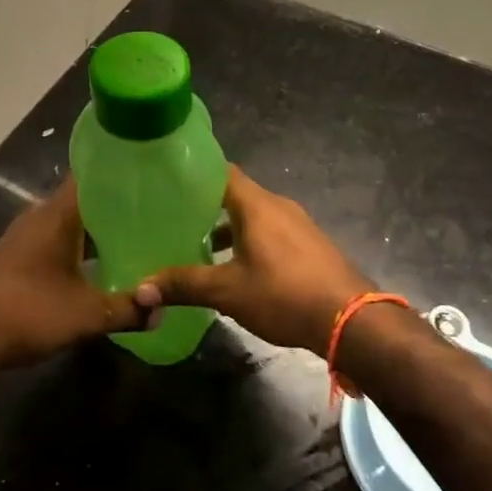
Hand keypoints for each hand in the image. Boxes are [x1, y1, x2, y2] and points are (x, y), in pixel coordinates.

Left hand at [0, 180, 142, 370]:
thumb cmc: (26, 312)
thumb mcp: (85, 315)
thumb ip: (127, 309)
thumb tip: (162, 309)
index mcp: (58, 214)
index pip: (92, 174)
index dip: (122, 171)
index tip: (153, 174)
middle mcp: (41, 215)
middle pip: (86, 198)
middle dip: (120, 204)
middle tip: (158, 210)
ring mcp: (27, 236)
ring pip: (73, 221)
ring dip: (101, 229)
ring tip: (140, 235)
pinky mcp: (20, 256)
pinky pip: (60, 239)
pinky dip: (83, 246)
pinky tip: (103, 264)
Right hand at [132, 165, 372, 356]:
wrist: (351, 319)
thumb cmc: (283, 294)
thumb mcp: (227, 291)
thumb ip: (184, 285)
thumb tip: (140, 290)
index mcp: (256, 204)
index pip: (221, 171)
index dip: (195, 173)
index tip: (168, 182)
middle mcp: (278, 206)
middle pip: (236, 195)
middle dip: (206, 206)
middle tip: (174, 219)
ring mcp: (298, 225)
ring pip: (254, 217)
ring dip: (229, 229)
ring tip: (200, 247)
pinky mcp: (310, 246)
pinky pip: (272, 233)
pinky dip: (250, 242)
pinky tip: (237, 268)